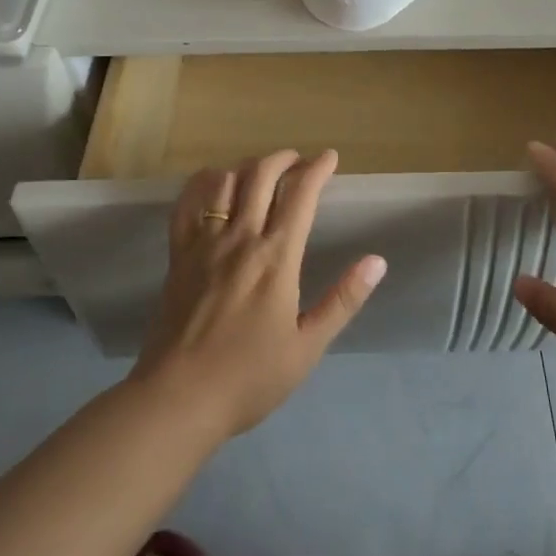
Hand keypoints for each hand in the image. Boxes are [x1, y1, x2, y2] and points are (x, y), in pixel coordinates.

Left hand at [131, 149, 386, 440]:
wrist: (179, 398)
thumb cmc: (249, 377)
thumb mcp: (307, 346)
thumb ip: (343, 300)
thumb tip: (377, 262)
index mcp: (276, 259)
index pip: (300, 196)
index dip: (317, 169)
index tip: (329, 157)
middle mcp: (240, 239)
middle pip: (261, 176)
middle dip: (283, 158)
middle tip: (298, 161)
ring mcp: (204, 244)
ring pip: (224, 182)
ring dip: (247, 167)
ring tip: (261, 171)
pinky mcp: (178, 255)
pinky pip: (187, 205)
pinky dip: (202, 184)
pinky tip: (213, 183)